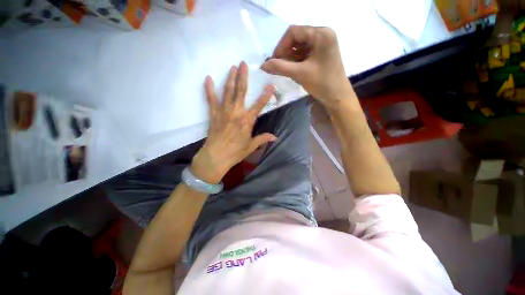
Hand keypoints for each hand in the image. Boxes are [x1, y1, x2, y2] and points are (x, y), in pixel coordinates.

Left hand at [191, 62, 276, 183]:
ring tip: (232, 67)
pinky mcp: (213, 114)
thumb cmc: (235, 152)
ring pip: (227, 92)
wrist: (216, 157)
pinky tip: (208, 78)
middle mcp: (236, 112)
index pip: (259, 105)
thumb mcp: (251, 146)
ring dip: (230, 78)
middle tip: (243, 63)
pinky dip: (209, 89)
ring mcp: (223, 112)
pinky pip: (211, 99)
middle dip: (243, 77)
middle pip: (241, 92)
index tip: (270, 85)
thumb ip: (263, 138)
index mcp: (247, 121)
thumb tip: (275, 137)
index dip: (266, 95)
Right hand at [261, 25, 352, 108]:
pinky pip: (304, 53)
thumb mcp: (299, 74)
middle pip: (296, 38)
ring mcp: (323, 43)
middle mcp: (323, 34)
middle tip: (278, 67)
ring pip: (299, 46)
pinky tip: (292, 69)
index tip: (274, 61)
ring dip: (289, 57)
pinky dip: (296, 60)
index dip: (280, 46)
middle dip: (285, 52)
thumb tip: (262, 66)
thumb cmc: (321, 83)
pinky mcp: (321, 53)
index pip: (293, 32)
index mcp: (321, 34)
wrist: (337, 96)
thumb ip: (280, 67)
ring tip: (285, 70)